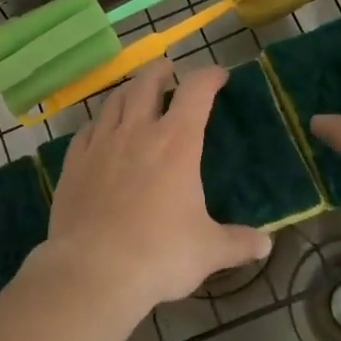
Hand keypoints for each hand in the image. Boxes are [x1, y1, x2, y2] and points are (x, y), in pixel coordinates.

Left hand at [39, 62, 273, 323]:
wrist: (93, 270)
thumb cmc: (159, 254)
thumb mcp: (207, 250)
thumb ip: (237, 243)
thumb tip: (266, 245)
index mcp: (176, 143)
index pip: (195, 92)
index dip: (208, 76)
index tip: (218, 75)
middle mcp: (137, 131)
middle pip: (147, 83)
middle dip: (160, 71)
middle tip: (168, 71)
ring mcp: (101, 143)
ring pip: (114, 100)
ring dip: (129, 89)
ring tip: (136, 92)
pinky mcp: (74, 161)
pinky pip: (87, 129)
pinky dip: (99, 122)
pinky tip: (100, 131)